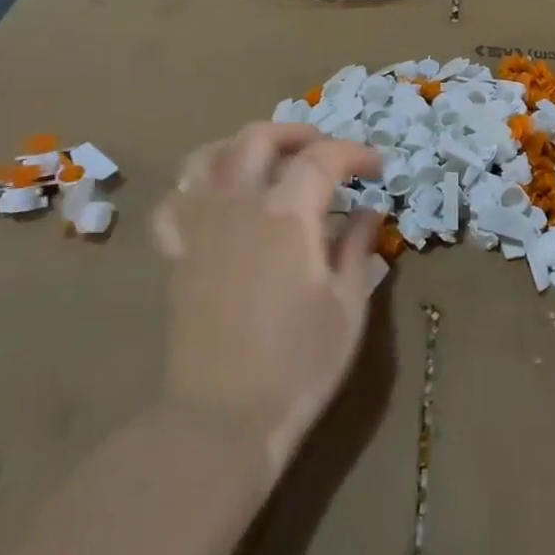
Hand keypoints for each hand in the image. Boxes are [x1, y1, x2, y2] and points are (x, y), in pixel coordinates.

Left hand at [153, 123, 382, 472]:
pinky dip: (198, 186)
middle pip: (258, 138)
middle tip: (327, 153)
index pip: (322, 158)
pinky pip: (177, 201)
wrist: (223, 420)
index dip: (355, 153)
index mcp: (286, 214)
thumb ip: (358, 247)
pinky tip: (218, 199)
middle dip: (298, 134)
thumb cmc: (299, 365)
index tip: (377, 170)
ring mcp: (200, 227)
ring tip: (269, 161)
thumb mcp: (348, 305)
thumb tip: (368, 211)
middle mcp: (237, 205)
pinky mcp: (178, 254)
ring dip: (243, 146)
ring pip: (208, 156)